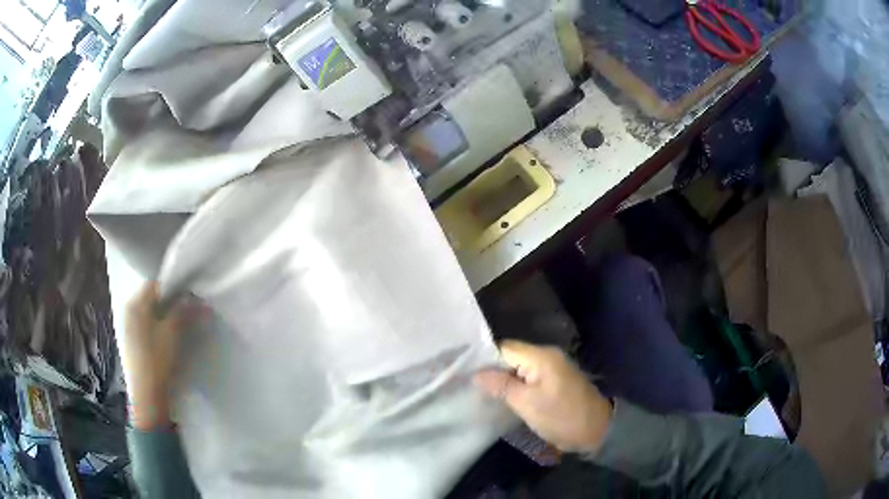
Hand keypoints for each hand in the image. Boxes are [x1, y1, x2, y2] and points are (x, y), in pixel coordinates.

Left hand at [123, 282, 197, 429]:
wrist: (148, 397)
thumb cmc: (157, 361)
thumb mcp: (173, 333)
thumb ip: (184, 312)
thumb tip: (198, 299)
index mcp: (135, 304)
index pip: (156, 285)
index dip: (175, 287)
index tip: (192, 296)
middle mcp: (129, 311)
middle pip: (153, 298)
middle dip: (173, 302)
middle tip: (191, 310)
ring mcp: (130, 328)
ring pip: (152, 313)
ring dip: (168, 316)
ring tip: (185, 325)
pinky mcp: (134, 343)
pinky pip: (149, 326)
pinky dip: (161, 327)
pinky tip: (172, 338)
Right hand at [474, 340, 612, 452]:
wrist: (596, 430)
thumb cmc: (561, 417)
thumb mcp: (528, 404)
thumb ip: (502, 386)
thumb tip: (476, 374)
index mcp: (541, 356)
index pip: (504, 348)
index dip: (483, 359)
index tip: (464, 372)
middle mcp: (547, 355)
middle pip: (511, 356)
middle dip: (492, 369)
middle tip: (469, 383)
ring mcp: (553, 367)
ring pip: (519, 367)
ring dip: (503, 378)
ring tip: (481, 390)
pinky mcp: (555, 379)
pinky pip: (529, 376)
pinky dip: (516, 384)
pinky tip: (503, 394)